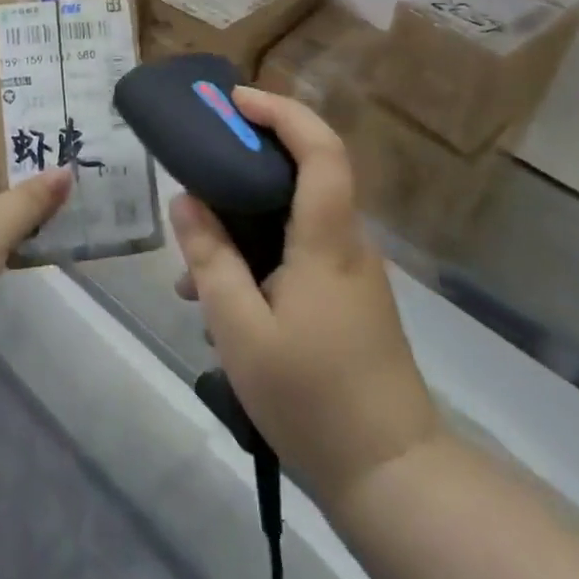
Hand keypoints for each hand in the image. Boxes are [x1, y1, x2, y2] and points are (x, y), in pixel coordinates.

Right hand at [171, 86, 440, 507]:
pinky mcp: (349, 297)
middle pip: (307, 172)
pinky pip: (300, 250)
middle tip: (199, 162)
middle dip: (251, 156)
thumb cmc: (312, 399)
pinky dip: (260, 251)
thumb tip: (184, 199)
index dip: (282, 111)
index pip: (321, 150)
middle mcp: (347, 243)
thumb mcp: (240, 330)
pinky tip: (221, 301)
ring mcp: (353, 271)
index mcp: (327, 241)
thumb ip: (210, 259)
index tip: (236, 101)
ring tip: (192, 264)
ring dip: (246, 218)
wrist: (393, 477)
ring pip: (296, 217)